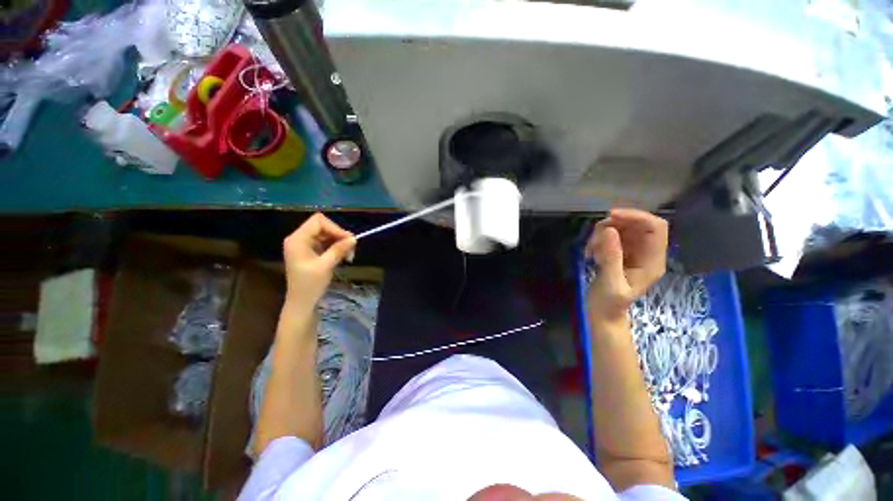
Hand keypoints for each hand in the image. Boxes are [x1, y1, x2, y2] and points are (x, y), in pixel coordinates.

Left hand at [283, 213, 355, 308]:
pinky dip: (336, 247)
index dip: (335, 228)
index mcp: (298, 239)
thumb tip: (354, 238)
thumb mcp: (326, 266)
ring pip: (326, 234)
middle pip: (323, 226)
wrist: (302, 302)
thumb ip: (339, 250)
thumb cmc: (310, 285)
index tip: (348, 240)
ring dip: (339, 242)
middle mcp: (299, 238)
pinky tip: (343, 257)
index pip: (318, 221)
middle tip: (351, 249)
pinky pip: (326, 242)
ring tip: (349, 255)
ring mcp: (304, 245)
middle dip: (339, 236)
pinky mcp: (310, 251)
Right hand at [585, 208, 667, 323]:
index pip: (655, 228)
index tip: (611, 216)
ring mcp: (632, 252)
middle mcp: (646, 253)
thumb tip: (608, 229)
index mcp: (652, 261)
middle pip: (638, 224)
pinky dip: (599, 239)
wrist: (602, 314)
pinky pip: (611, 236)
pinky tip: (590, 253)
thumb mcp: (610, 283)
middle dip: (615, 225)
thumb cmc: (609, 304)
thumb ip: (611, 257)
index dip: (636, 216)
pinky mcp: (620, 253)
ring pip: (622, 228)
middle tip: (594, 236)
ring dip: (603, 233)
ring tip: (590, 249)